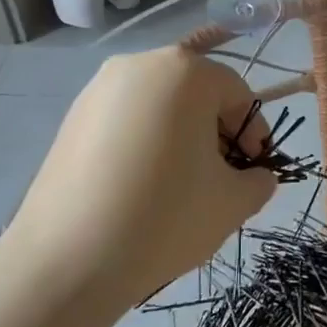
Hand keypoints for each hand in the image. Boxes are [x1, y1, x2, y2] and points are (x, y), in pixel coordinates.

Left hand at [5, 47, 275, 309]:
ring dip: (181, 134)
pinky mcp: (71, 118)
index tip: (253, 170)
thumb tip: (254, 175)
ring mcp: (98, 89)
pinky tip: (143, 185)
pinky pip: (127, 119)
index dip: (254, 132)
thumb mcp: (233, 202)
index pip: (237, 92)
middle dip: (217, 130)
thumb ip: (258, 180)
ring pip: (160, 104)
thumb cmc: (165, 218)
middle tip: (221, 176)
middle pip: (196, 91)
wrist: (67, 261)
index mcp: (185, 72)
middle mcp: (139, 65)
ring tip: (181, 184)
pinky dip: (146, 141)